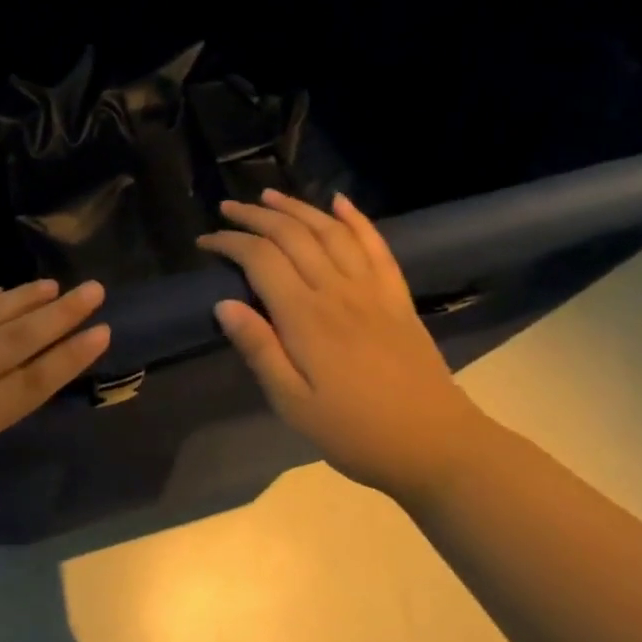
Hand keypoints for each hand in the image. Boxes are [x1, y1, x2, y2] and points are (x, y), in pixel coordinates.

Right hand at [197, 189, 487, 505]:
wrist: (436, 446)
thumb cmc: (355, 432)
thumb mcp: (294, 404)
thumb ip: (259, 350)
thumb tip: (224, 304)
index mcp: (305, 317)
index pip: (260, 259)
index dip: (230, 242)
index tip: (205, 241)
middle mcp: (336, 290)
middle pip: (291, 234)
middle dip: (255, 215)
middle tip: (227, 208)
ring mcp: (371, 288)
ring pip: (329, 230)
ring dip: (297, 207)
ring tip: (269, 195)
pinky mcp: (396, 295)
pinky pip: (375, 245)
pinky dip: (356, 219)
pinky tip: (340, 202)